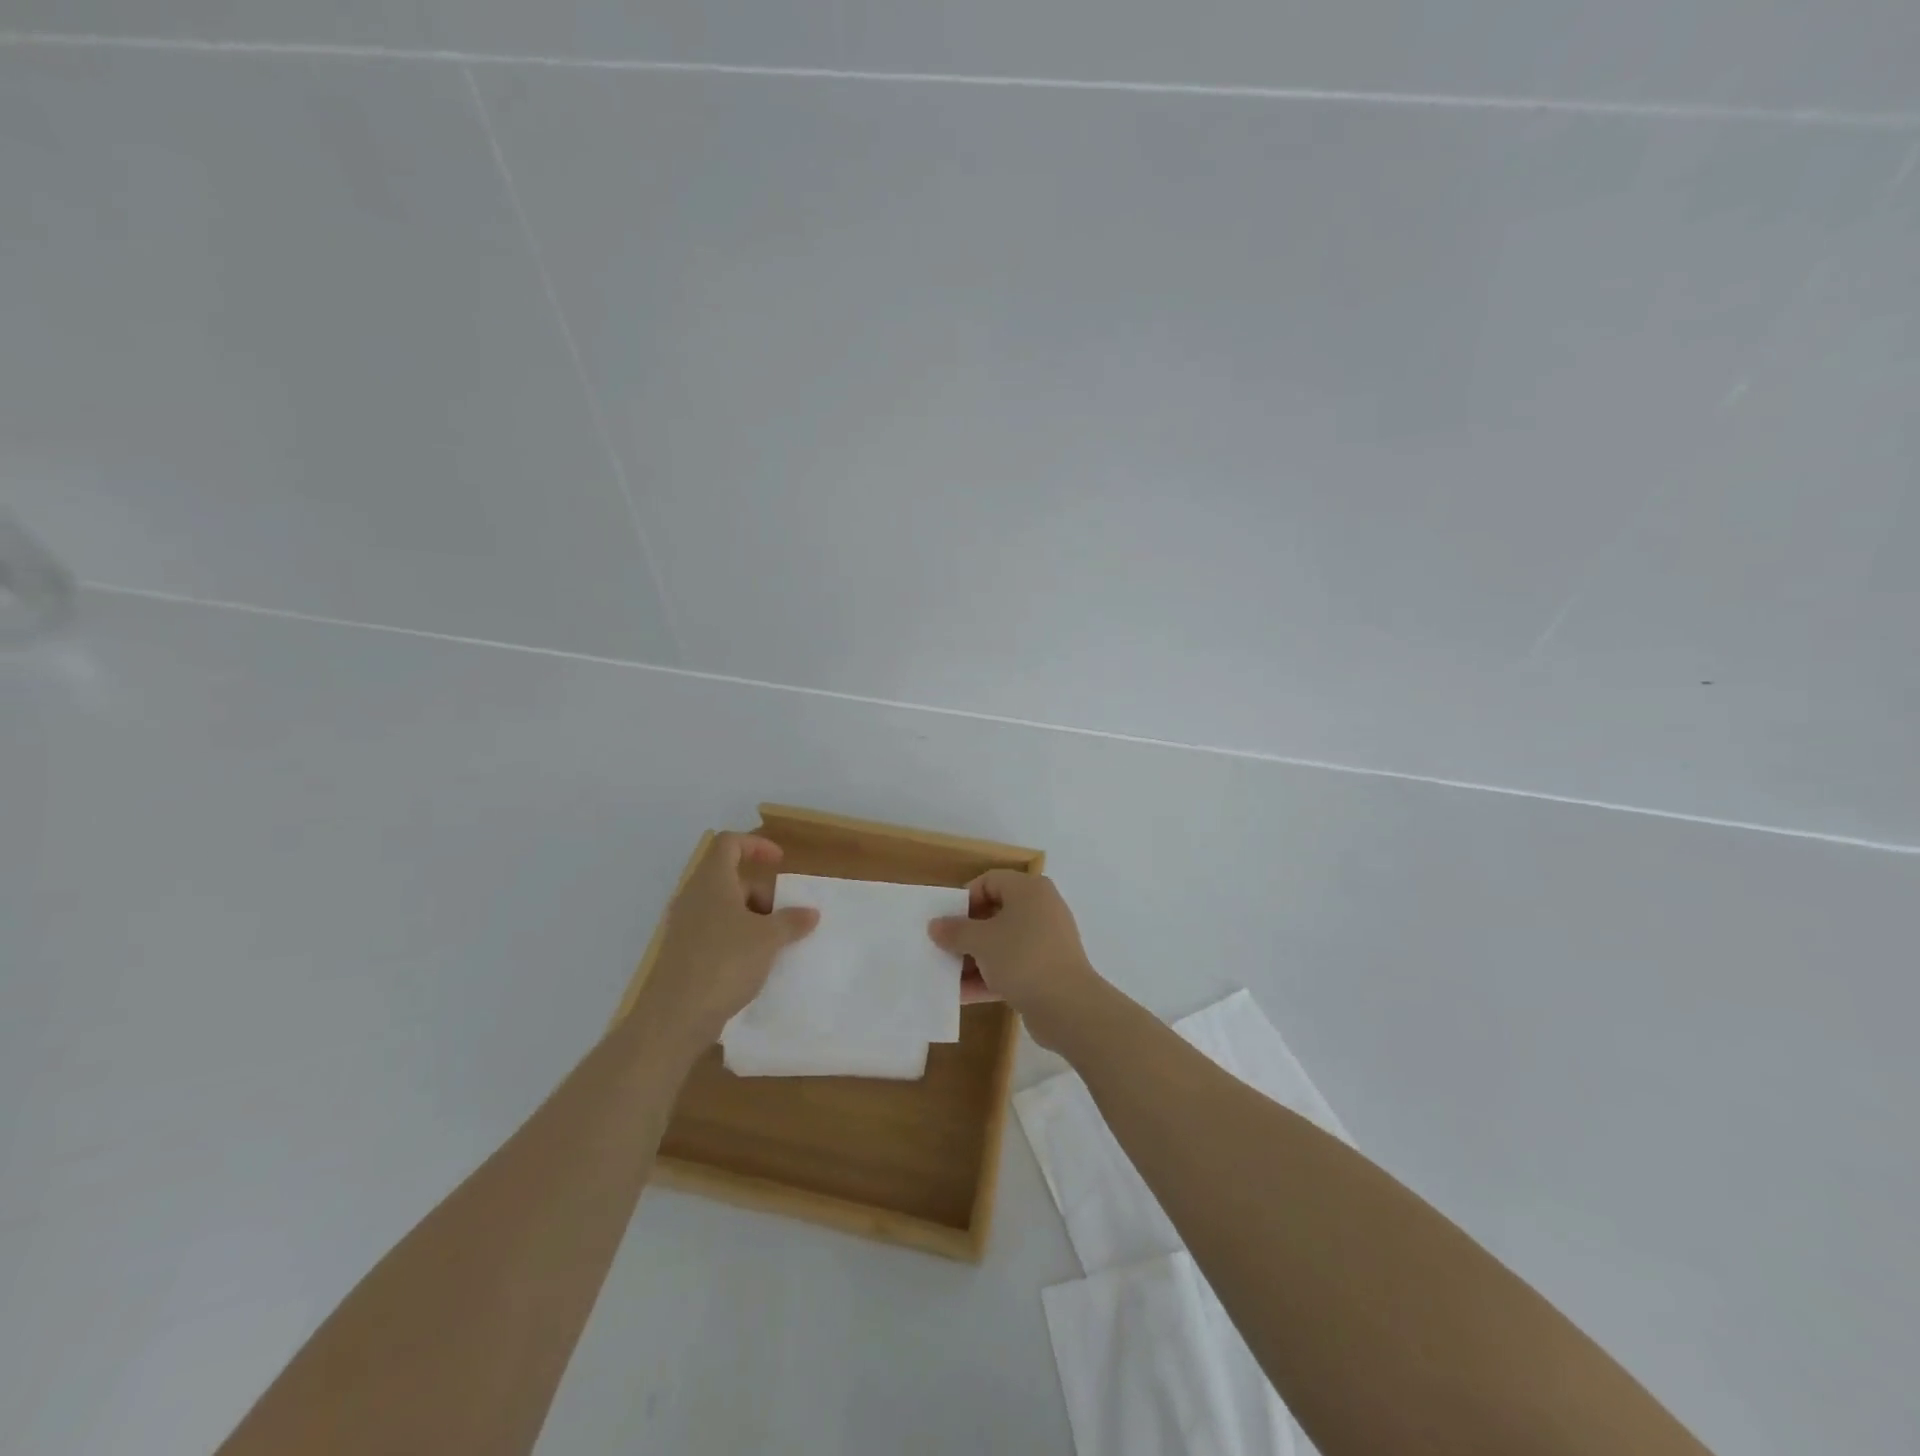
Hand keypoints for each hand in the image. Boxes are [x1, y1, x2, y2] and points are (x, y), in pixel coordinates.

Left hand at [633, 832, 818, 1057]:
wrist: (675, 1017)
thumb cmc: (725, 963)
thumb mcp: (769, 939)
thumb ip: (791, 921)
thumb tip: (810, 913)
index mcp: (711, 881)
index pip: (729, 843)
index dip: (756, 845)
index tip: (779, 862)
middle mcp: (693, 897)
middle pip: (730, 878)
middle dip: (761, 893)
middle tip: (783, 918)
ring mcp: (683, 926)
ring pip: (723, 908)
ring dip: (751, 919)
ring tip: (773, 945)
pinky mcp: (681, 953)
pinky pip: (714, 932)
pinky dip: (736, 939)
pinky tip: (753, 965)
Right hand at [930, 871, 1099, 1049]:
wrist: (1068, 1006)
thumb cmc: (1022, 957)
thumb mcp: (981, 941)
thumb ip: (955, 931)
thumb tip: (935, 925)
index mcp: (1029, 890)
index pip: (990, 881)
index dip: (965, 898)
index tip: (947, 920)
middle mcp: (1041, 909)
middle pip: (995, 913)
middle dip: (967, 932)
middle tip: (944, 947)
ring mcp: (1046, 941)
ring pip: (1003, 943)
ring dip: (975, 958)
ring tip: (948, 974)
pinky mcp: (1047, 969)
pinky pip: (1013, 966)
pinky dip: (990, 976)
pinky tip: (963, 995)